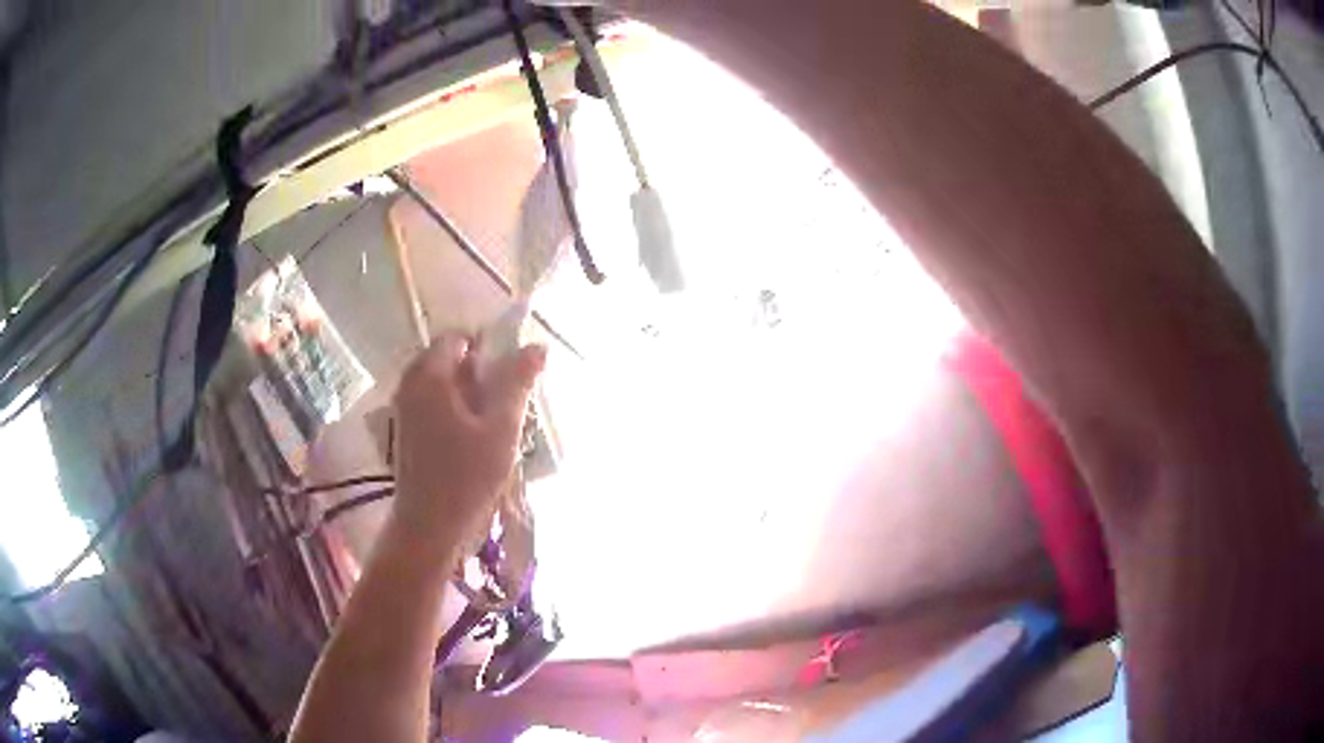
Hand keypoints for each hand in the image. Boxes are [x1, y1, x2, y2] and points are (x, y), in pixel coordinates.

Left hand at [389, 332, 546, 559]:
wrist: (428, 527)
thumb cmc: (466, 477)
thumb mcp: (501, 428)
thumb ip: (518, 383)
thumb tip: (538, 346)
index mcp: (429, 374)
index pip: (460, 338)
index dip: (489, 349)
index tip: (511, 377)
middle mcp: (410, 383)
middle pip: (450, 360)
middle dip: (481, 374)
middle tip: (506, 405)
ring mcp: (404, 408)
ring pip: (443, 384)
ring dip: (471, 395)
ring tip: (495, 426)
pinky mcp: (406, 430)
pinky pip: (434, 404)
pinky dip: (456, 411)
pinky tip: (475, 441)